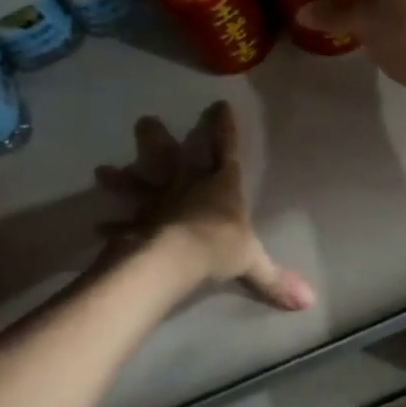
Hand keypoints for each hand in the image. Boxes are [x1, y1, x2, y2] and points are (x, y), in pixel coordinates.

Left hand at [94, 102, 313, 310]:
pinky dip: (112, 229)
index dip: (224, 128)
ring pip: (137, 185)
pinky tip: (98, 229)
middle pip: (170, 156)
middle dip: (157, 138)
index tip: (219, 104)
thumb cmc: (219, 246)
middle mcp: (186, 187)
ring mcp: (158, 204)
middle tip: (143, 121)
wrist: (178, 256)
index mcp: (220, 187)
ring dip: (120, 179)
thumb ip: (275, 280)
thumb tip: (308, 302)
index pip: (226, 151)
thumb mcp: (253, 262)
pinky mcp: (138, 225)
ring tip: (100, 171)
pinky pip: (123, 227)